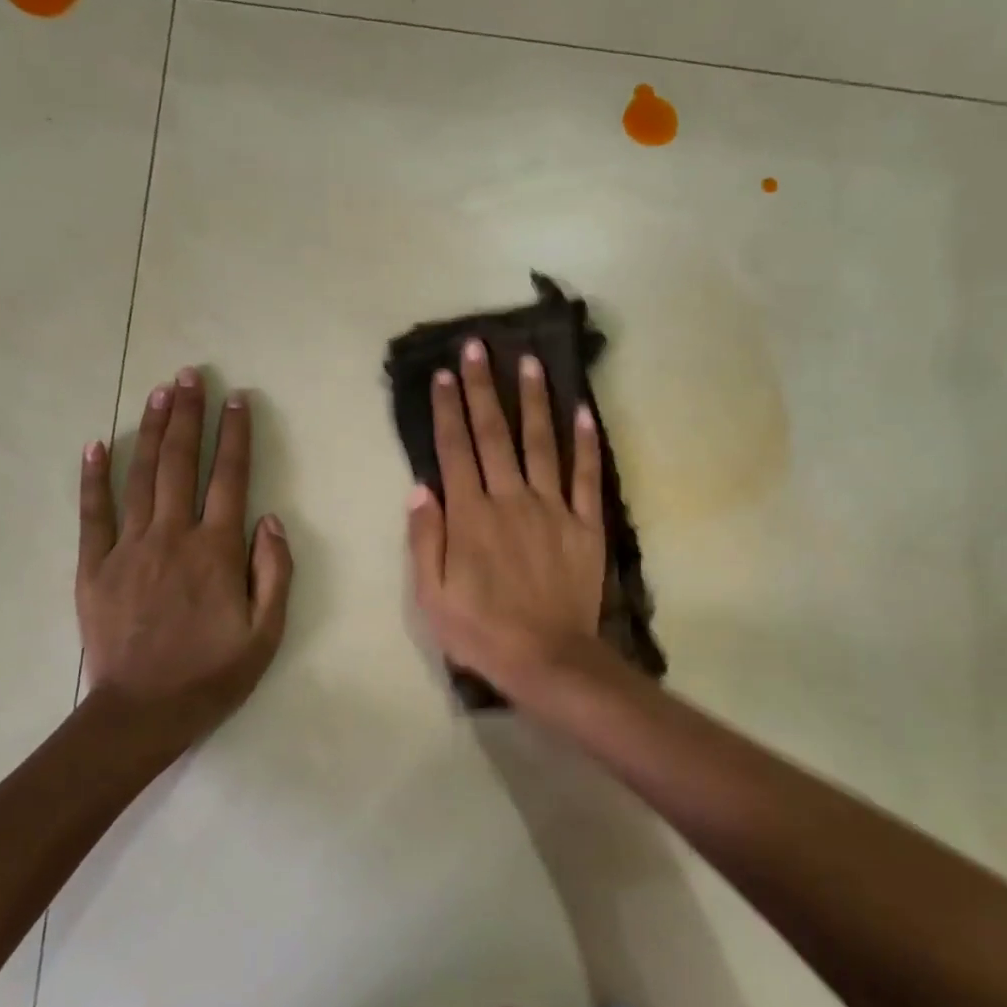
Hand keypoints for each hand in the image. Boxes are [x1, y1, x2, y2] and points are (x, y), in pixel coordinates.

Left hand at [76, 367, 292, 739]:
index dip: (235, 436)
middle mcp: (173, 537)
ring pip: (143, 477)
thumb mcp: (266, 632)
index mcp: (217, 552)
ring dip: (152, 431)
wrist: (143, 712)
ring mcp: (128, 548)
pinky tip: (97, 445)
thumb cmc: (213, 674)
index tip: (237, 399)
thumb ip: (274, 572)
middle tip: (190, 375)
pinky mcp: (94, 566)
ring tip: (159, 392)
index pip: (230, 479)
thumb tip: (270, 519)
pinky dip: (94, 478)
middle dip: (188, 416)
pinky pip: (92, 513)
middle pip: (182, 464)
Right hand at [407, 339, 604, 689]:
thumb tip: (420, 487)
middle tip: (478, 347)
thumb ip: (425, 539)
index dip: (447, 410)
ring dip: (534, 401)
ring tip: (529, 362)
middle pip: (495, 435)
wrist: (547, 658)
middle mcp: (511, 499)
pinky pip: (586, 477)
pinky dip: (586, 444)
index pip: (455, 450)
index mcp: (470, 516)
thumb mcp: (431, 596)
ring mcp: (552, 509)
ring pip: (542, 443)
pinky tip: (584, 413)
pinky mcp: (585, 525)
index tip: (443, 375)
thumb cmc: (481, 632)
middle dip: (483, 388)